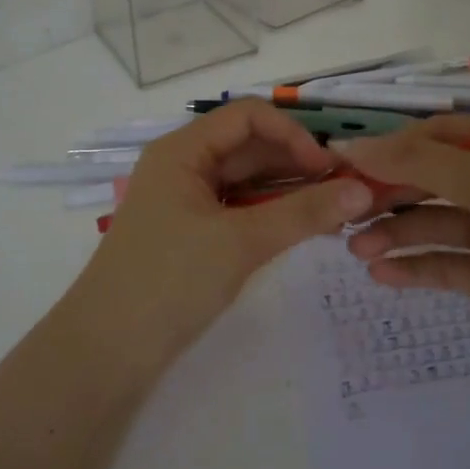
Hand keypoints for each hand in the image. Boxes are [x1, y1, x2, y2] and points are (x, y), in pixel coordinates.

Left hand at [68, 100, 372, 372]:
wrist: (106, 351)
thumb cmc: (169, 281)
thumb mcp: (240, 242)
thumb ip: (303, 213)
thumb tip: (363, 191)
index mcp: (183, 150)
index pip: (248, 116)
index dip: (292, 134)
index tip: (329, 169)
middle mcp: (184, 166)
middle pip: (249, 147)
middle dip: (297, 163)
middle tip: (347, 191)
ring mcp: (186, 201)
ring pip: (247, 180)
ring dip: (289, 190)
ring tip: (336, 211)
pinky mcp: (192, 233)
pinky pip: (240, 209)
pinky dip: (272, 214)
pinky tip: (304, 228)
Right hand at [338, 117, 469, 383]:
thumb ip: (420, 165)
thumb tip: (350, 147)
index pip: (436, 136)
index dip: (388, 149)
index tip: (339, 166)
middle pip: (430, 180)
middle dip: (386, 194)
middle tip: (340, 213)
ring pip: (434, 224)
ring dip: (394, 233)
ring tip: (354, 249)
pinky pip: (447, 264)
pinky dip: (415, 268)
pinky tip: (380, 275)